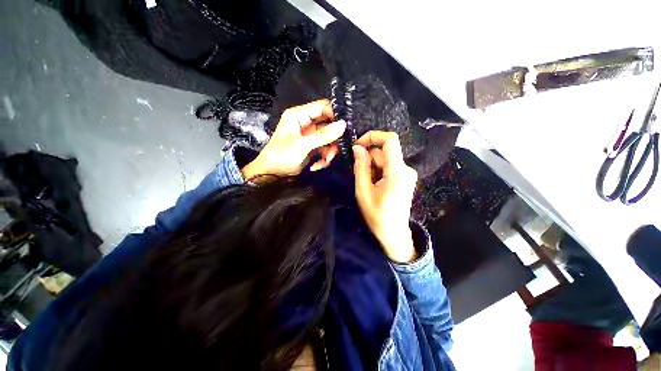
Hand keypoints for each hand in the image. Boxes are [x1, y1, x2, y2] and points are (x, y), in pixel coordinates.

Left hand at [241, 100, 346, 178]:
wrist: (272, 173)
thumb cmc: (282, 155)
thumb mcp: (303, 145)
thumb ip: (323, 135)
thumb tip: (343, 125)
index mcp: (299, 115)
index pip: (322, 107)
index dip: (335, 115)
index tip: (344, 129)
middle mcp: (306, 122)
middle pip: (328, 124)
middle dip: (333, 139)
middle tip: (336, 149)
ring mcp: (310, 135)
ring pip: (329, 139)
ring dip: (329, 152)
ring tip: (325, 161)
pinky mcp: (312, 146)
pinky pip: (325, 149)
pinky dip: (324, 158)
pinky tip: (317, 166)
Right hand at [353, 131, 418, 262]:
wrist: (394, 233)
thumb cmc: (377, 215)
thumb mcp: (363, 191)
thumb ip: (361, 167)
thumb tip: (357, 148)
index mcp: (397, 172)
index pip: (390, 140)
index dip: (373, 137)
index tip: (358, 145)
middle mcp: (406, 169)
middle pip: (384, 152)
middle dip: (369, 159)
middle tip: (360, 176)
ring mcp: (407, 173)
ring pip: (385, 159)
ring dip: (373, 167)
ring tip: (367, 185)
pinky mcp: (405, 177)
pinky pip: (389, 166)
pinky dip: (378, 171)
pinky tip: (374, 185)